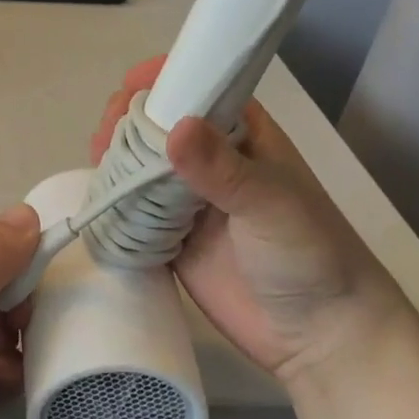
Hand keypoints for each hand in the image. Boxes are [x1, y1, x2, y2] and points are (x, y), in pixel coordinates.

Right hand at [91, 58, 405, 383]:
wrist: (321, 338)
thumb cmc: (310, 256)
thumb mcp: (272, 204)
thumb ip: (223, 169)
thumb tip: (173, 129)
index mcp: (243, 136)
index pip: (199, 89)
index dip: (164, 81)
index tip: (130, 86)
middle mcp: (212, 161)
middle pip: (159, 125)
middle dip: (129, 121)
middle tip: (107, 135)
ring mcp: (189, 200)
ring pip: (141, 165)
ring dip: (116, 159)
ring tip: (97, 161)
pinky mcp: (171, 238)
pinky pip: (134, 211)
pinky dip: (114, 201)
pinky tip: (98, 198)